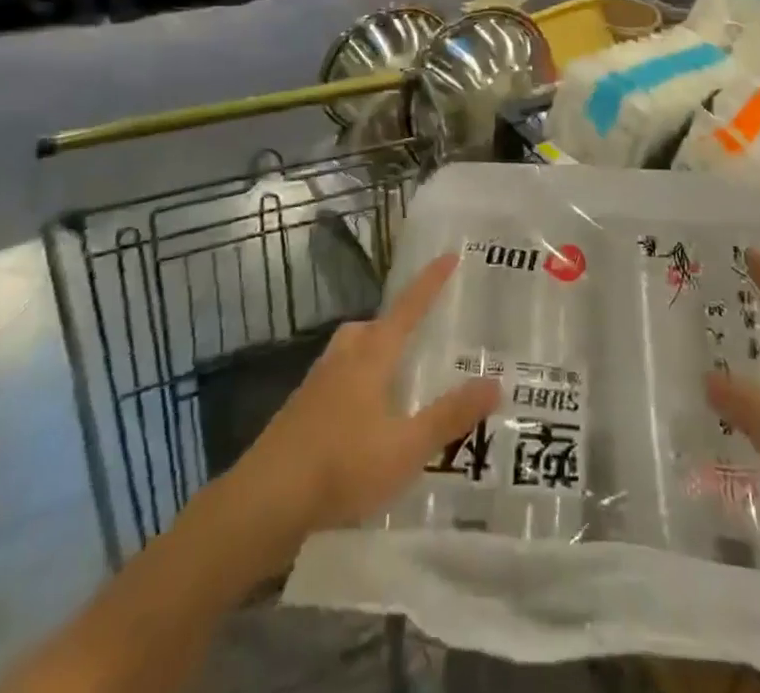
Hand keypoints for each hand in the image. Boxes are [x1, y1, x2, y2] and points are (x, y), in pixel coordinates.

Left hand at [234, 254, 500, 541]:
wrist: (263, 503)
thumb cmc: (341, 467)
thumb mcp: (406, 447)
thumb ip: (450, 416)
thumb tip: (495, 381)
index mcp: (371, 355)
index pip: (408, 307)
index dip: (431, 282)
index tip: (450, 255)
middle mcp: (343, 358)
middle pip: (372, 327)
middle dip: (396, 325)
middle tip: (420, 338)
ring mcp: (316, 384)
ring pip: (351, 353)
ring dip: (374, 356)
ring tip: (396, 381)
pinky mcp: (299, 412)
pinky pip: (337, 380)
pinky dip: (356, 386)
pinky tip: (364, 421)